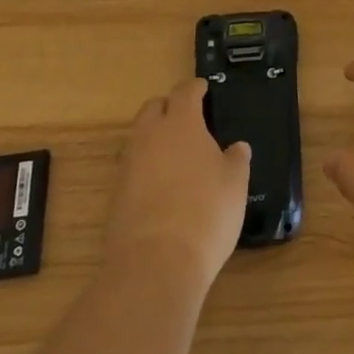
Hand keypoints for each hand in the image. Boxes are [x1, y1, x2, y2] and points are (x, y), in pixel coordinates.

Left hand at [105, 79, 250, 287]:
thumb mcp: (235, 183)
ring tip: (176, 156)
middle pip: (153, 108)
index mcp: (181, 123)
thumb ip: (236, 159)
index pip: (185, 91)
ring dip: (154, 139)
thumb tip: (237, 148)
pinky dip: (146, 169)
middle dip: (168, 107)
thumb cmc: (205, 213)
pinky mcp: (115, 196)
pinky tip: (162, 187)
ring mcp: (128, 166)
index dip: (195, 88)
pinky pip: (132, 168)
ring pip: (139, 138)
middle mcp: (149, 136)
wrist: (155, 265)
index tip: (204, 89)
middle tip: (187, 119)